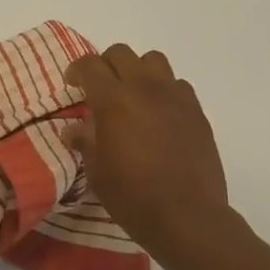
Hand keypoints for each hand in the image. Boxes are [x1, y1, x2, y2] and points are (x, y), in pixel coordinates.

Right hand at [65, 44, 247, 254]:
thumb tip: (74, 129)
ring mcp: (175, 97)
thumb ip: (85, 140)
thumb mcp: (96, 170)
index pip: (90, 64)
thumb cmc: (132, 195)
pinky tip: (160, 114)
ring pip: (153, 61)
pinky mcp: (197, 111)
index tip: (73, 85)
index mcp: (113, 100)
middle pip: (121, 53)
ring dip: (138, 71)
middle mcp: (144, 88)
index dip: (77, 70)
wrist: (186, 216)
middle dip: (106, 65)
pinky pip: (178, 85)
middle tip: (100, 89)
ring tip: (133, 95)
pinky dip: (164, 90)